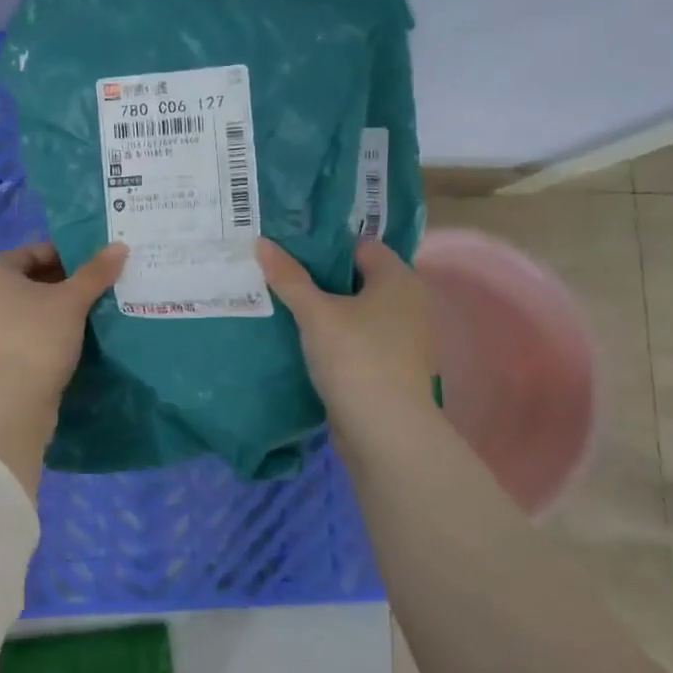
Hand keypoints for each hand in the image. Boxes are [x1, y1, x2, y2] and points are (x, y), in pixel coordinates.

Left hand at [0, 242, 127, 495]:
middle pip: (33, 281)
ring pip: (34, 311)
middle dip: (69, 283)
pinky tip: (82, 340)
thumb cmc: (35, 338)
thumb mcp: (71, 301)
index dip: (67, 253)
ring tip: (100, 311)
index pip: (33, 251)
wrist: (8, 405)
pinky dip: (54, 334)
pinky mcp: (1, 360)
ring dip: (63, 311)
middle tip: (105, 286)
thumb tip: (120, 246)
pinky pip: (32, 335)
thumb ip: (95, 272)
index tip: (99, 263)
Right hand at [255, 238, 436, 436]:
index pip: (360, 247)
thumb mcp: (315, 313)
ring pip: (359, 313)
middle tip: (281, 280)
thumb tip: (261, 242)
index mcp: (400, 279)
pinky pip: (362, 340)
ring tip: (287, 311)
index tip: (289, 254)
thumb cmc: (355, 357)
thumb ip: (288, 277)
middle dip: (321, 281)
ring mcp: (406, 339)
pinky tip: (308, 344)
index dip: (324, 248)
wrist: (385, 430)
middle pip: (359, 280)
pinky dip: (339, 339)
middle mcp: (411, 303)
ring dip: (329, 313)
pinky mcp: (395, 368)